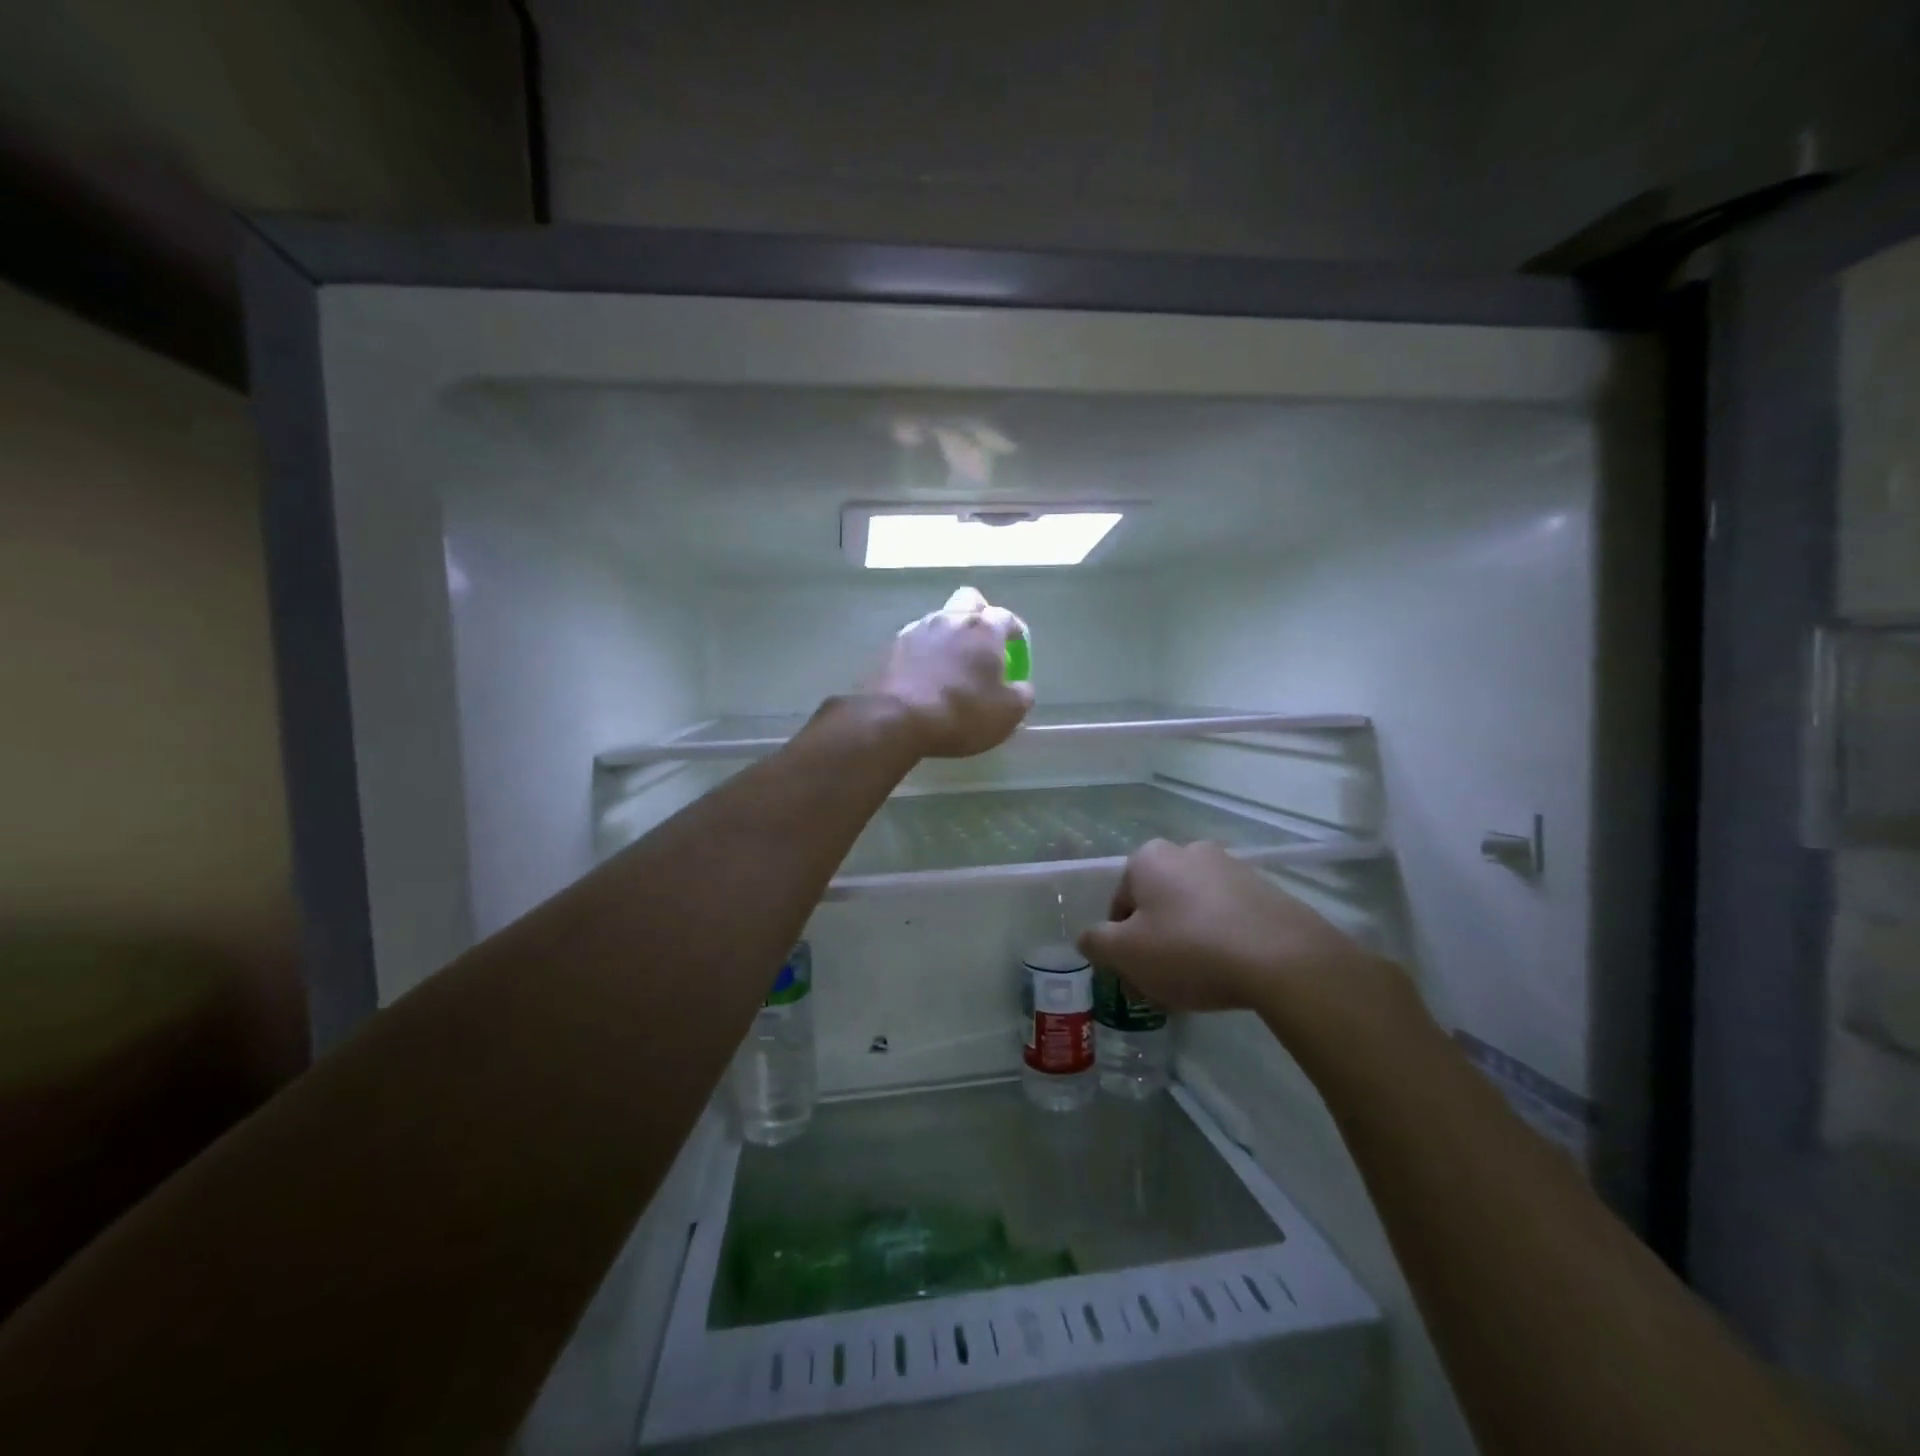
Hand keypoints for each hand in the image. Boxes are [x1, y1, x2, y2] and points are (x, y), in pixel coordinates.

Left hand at [874, 588, 1033, 757]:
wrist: (896, 720)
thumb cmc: (962, 713)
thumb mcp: (1007, 714)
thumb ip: (1021, 695)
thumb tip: (1021, 687)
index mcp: (984, 629)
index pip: (1006, 616)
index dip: (1014, 630)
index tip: (1017, 646)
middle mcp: (950, 619)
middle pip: (969, 600)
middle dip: (980, 614)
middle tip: (984, 642)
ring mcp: (917, 629)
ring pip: (939, 619)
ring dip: (950, 634)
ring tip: (953, 661)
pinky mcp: (891, 647)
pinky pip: (916, 640)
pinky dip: (925, 651)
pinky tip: (926, 674)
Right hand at [1077, 840, 1403, 1031]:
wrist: (1283, 958)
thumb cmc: (1190, 949)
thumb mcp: (1126, 954)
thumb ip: (1097, 942)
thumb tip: (1090, 937)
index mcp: (1149, 858)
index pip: (1120, 904)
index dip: (1122, 944)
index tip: (1136, 975)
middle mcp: (1188, 851)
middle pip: (1157, 904)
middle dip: (1155, 941)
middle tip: (1163, 982)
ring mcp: (1231, 867)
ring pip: (1193, 910)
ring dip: (1188, 941)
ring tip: (1199, 984)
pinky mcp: (1266, 889)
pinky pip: (1228, 917)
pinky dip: (1222, 940)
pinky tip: (1230, 973)